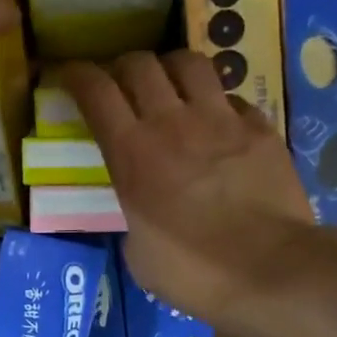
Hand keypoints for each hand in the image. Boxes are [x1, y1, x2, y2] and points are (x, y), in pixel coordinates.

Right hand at [60, 50, 319, 325]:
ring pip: (189, 63)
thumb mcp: (138, 254)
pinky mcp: (260, 127)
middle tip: (120, 85)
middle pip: (139, 65)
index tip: (68, 76)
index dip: (77, 76)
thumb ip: (132, 216)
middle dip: (122, 68)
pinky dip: (217, 103)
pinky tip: (218, 124)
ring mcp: (220, 120)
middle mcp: (172, 124)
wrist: (268, 271)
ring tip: (169, 88)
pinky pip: (231, 97)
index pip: (96, 93)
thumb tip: (141, 210)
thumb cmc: (192, 273)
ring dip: (170, 70)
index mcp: (132, 156)